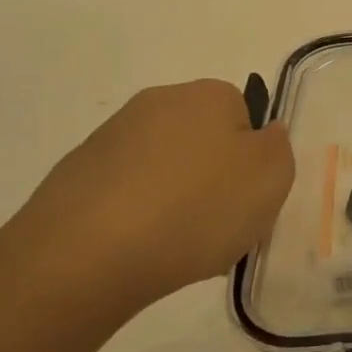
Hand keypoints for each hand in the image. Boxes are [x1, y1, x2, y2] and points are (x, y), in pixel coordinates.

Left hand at [0, 80, 294, 327]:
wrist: (84, 257)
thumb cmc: (196, 208)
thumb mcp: (272, 176)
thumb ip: (278, 147)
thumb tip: (263, 135)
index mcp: (207, 94)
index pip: (246, 116)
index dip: (252, 159)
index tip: (249, 197)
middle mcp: (157, 102)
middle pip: (203, 141)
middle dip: (213, 179)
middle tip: (220, 225)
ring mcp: (109, 139)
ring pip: (163, 170)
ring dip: (175, 200)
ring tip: (177, 247)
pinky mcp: (73, 178)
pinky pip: (125, 196)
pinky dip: (137, 220)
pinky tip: (138, 252)